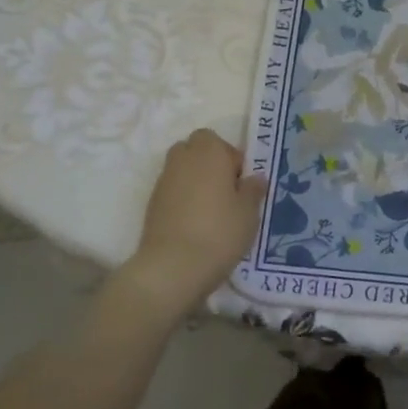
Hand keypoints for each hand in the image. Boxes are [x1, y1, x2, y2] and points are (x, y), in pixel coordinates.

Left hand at [122, 129, 265, 315]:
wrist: (172, 267)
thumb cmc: (219, 232)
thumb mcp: (249, 212)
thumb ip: (253, 190)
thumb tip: (255, 177)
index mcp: (209, 153)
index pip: (219, 141)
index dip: (231, 159)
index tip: (241, 184)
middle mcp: (183, 159)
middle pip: (196, 150)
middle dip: (210, 164)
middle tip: (226, 192)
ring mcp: (163, 181)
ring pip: (182, 170)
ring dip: (195, 181)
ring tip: (211, 210)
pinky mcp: (152, 204)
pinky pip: (172, 190)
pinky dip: (182, 199)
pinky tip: (195, 224)